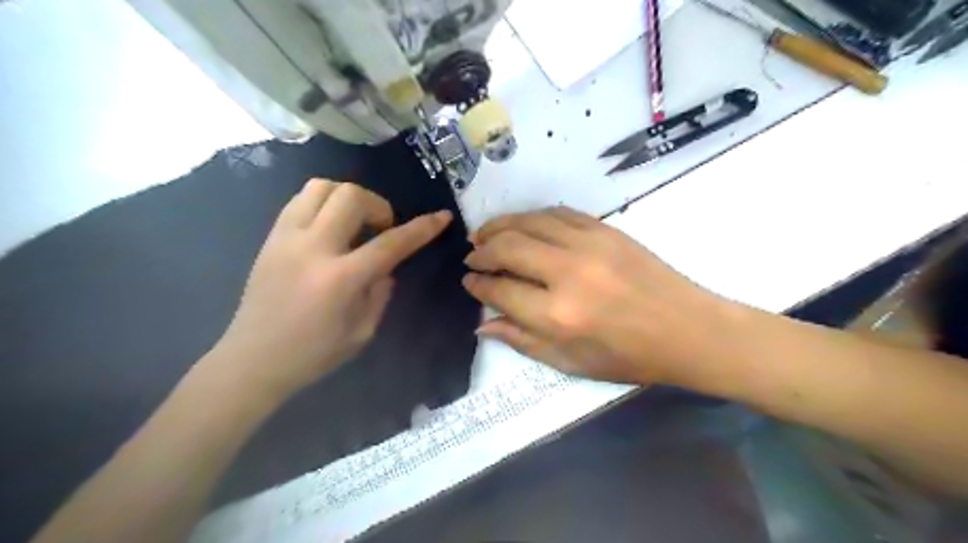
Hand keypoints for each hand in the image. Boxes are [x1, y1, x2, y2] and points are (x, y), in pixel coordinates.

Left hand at [210, 179, 449, 397]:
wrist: (252, 360)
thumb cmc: (313, 354)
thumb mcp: (362, 331)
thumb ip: (381, 292)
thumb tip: (387, 266)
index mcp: (340, 279)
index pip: (390, 243)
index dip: (421, 228)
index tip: (442, 217)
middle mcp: (312, 249)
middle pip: (351, 197)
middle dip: (379, 205)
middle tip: (382, 228)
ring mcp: (286, 238)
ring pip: (322, 187)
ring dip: (348, 197)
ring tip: (355, 221)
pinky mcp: (271, 237)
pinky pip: (300, 199)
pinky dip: (324, 202)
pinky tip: (330, 226)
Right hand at [466, 203, 728, 386]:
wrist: (688, 329)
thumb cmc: (629, 356)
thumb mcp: (571, 362)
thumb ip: (523, 341)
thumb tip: (484, 324)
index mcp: (558, 315)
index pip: (501, 290)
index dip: (478, 285)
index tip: (468, 281)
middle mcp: (568, 272)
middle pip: (508, 247)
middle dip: (481, 250)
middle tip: (471, 255)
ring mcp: (589, 244)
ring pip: (529, 222)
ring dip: (501, 225)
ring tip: (485, 233)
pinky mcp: (605, 229)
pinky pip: (558, 213)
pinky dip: (533, 216)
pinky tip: (524, 224)